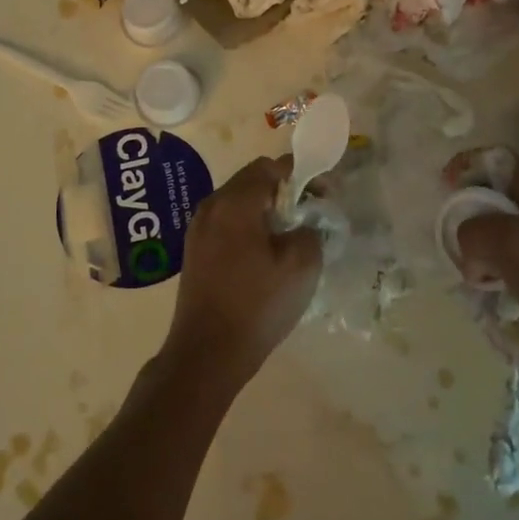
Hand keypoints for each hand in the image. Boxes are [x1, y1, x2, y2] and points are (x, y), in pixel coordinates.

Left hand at [161, 156, 323, 395]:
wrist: (207, 352)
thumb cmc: (257, 304)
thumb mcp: (301, 265)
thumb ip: (311, 229)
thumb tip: (305, 222)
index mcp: (235, 202)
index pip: (270, 166)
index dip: (301, 173)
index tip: (324, 194)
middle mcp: (211, 206)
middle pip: (251, 180)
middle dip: (283, 190)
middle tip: (310, 213)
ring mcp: (198, 228)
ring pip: (238, 202)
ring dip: (265, 209)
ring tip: (290, 235)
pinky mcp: (194, 250)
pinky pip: (226, 223)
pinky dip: (248, 226)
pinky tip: (264, 253)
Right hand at [446, 148, 518, 388]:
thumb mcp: (509, 243)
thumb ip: (474, 231)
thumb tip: (470, 256)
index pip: (496, 159)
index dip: (467, 165)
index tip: (444, 189)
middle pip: (491, 194)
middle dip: (466, 213)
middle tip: (454, 239)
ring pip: (496, 229)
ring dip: (476, 246)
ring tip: (470, 270)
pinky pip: (506, 258)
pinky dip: (491, 268)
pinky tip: (489, 288)